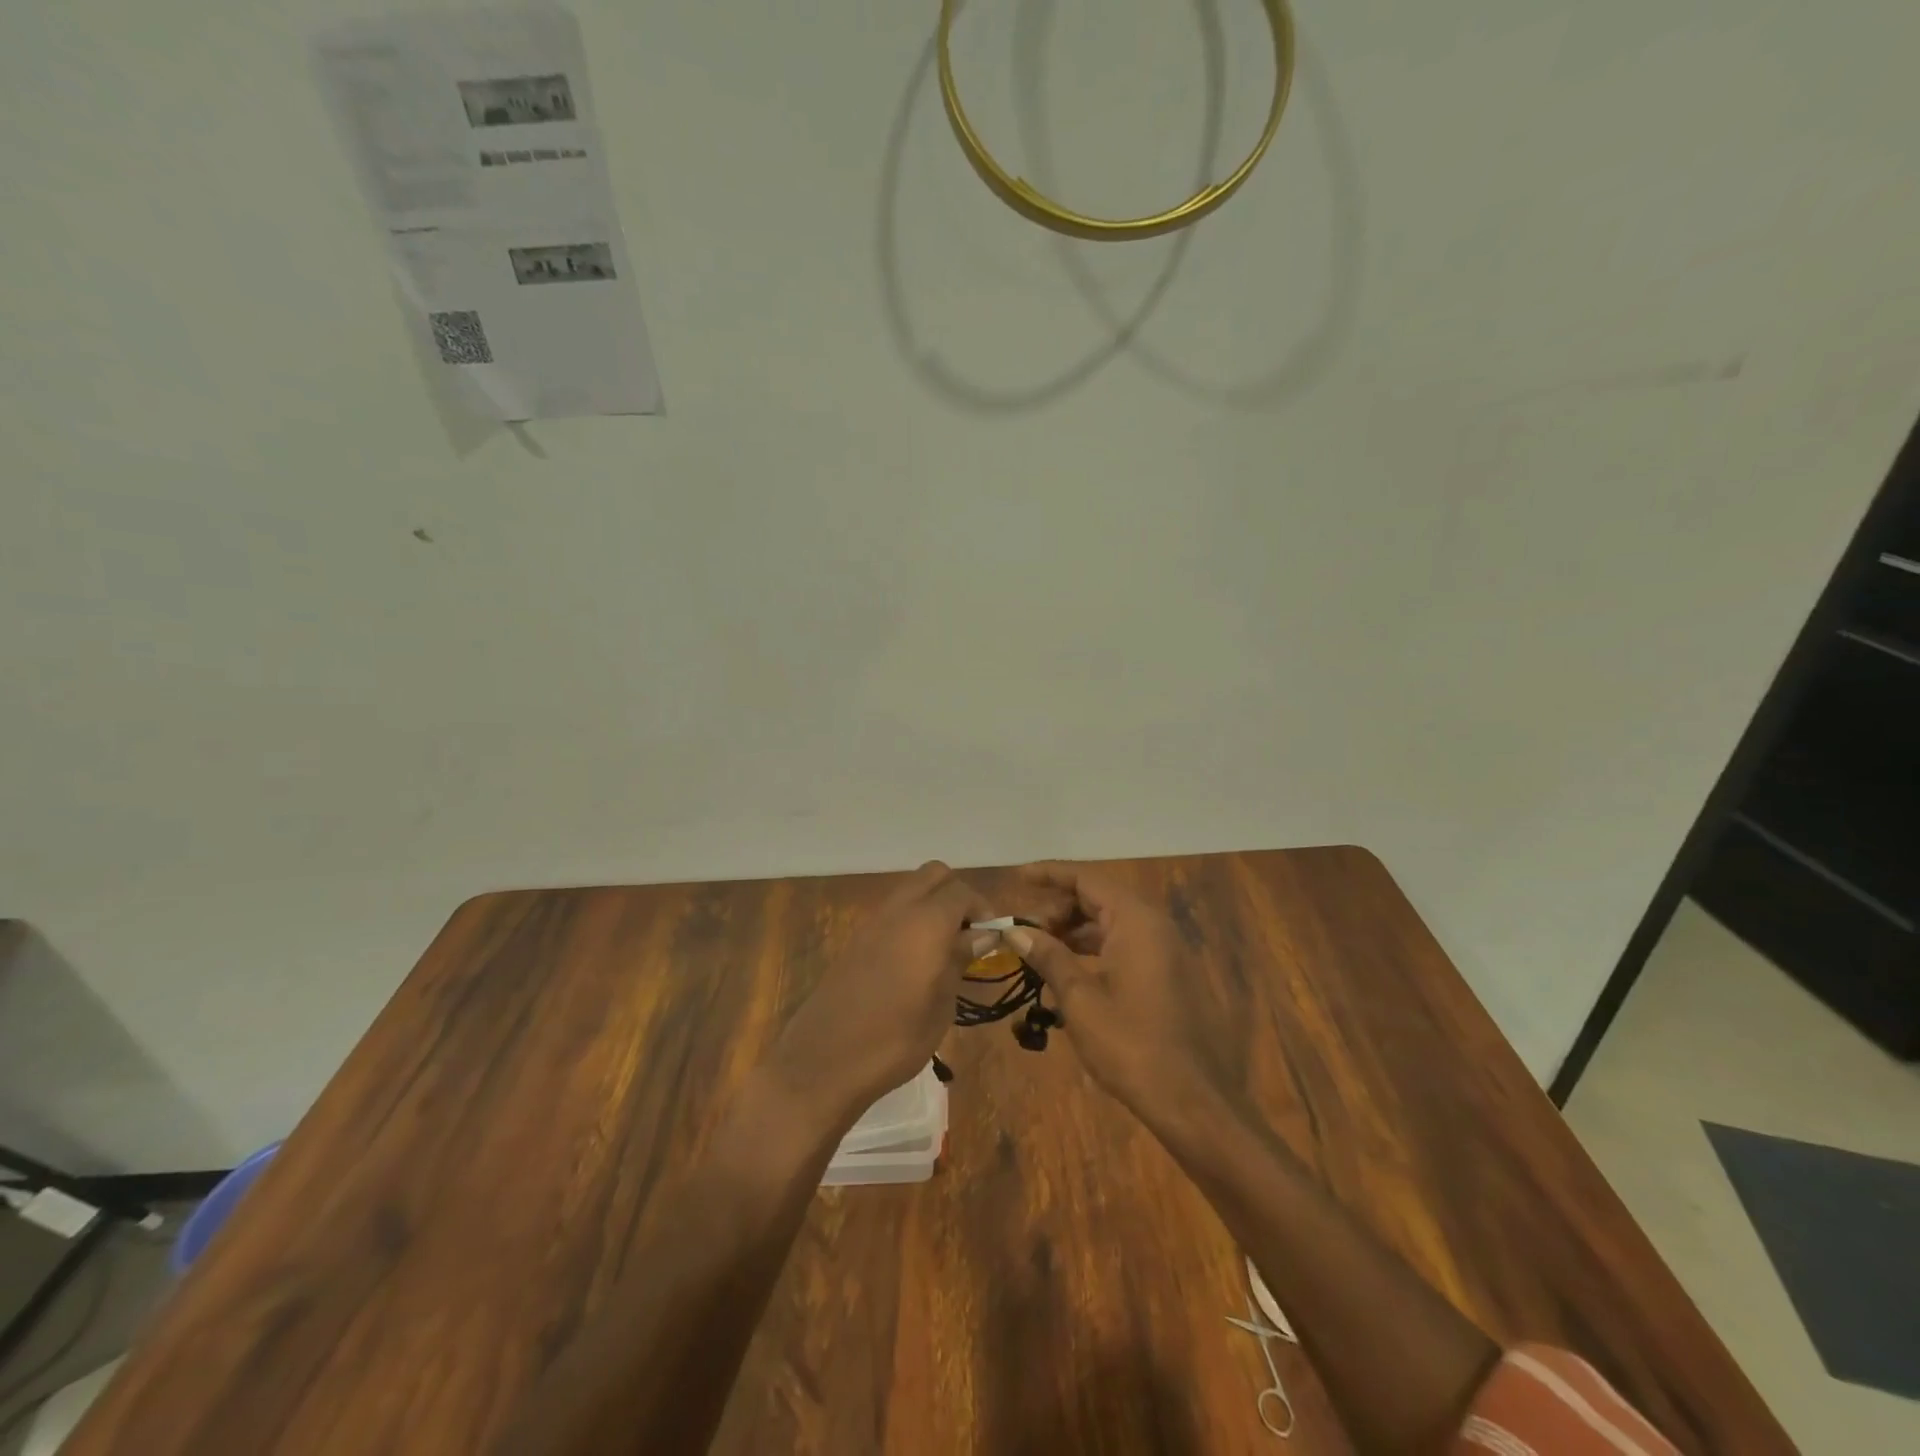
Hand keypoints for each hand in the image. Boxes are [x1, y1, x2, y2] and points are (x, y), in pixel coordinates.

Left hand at [770, 861, 988, 1122]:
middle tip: (968, 934)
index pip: (962, 892)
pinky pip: (892, 911)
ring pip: (911, 889)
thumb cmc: (894, 1039)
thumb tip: (983, 934)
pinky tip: (915, 960)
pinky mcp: (856, 938)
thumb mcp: (941, 1004)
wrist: (824, 1060)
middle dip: (957, 895)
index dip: (983, 909)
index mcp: (926, 922)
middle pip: (934, 875)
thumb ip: (960, 959)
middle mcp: (899, 910)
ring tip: (944, 949)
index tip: (992, 939)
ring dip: (933, 905)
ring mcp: (873, 921)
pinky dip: (911, 919)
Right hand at [1006, 862, 1231, 1129]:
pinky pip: (1125, 945)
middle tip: (1024, 930)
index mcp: (1136, 920)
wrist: (1193, 1101)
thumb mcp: (1080, 999)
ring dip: (1074, 931)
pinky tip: (1069, 972)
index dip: (1049, 874)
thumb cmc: (1132, 1044)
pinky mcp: (1168, 975)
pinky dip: (1094, 949)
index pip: (1085, 878)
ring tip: (1040, 951)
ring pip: (1111, 922)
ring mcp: (1166, 950)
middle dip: (1058, 908)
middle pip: (1098, 898)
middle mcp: (1155, 925)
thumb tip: (1016, 929)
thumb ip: (1048, 956)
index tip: (1017, 877)